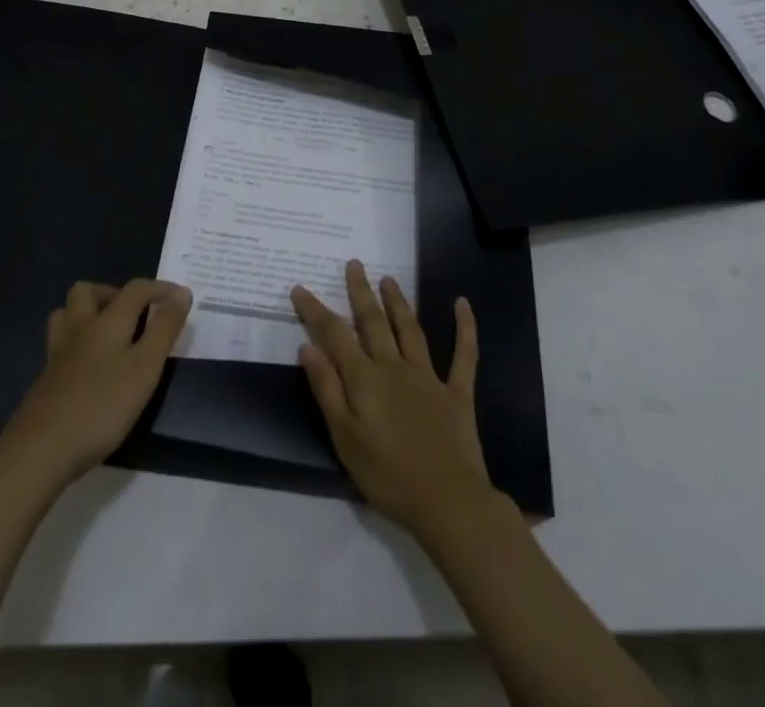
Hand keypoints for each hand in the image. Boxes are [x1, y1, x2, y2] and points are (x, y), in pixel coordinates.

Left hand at [0, 279, 192, 485]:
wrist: (40, 450)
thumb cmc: (102, 405)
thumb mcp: (145, 367)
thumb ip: (164, 329)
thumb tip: (182, 293)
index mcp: (107, 321)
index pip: (135, 289)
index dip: (160, 288)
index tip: (182, 297)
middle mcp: (79, 329)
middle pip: (87, 291)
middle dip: (112, 292)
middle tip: (134, 314)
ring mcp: (57, 354)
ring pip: (66, 315)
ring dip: (87, 313)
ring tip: (109, 334)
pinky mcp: (46, 380)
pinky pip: (60, 345)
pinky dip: (77, 344)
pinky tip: (89, 368)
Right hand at [292, 260, 495, 537]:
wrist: (447, 500)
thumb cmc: (387, 476)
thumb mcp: (344, 438)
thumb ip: (327, 390)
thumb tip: (308, 347)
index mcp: (364, 379)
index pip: (334, 335)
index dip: (316, 311)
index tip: (301, 288)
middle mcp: (394, 367)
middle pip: (373, 322)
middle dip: (360, 292)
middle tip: (354, 264)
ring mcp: (428, 376)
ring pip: (410, 329)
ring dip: (398, 302)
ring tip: (388, 279)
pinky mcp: (456, 391)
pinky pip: (463, 354)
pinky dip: (464, 327)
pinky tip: (462, 303)